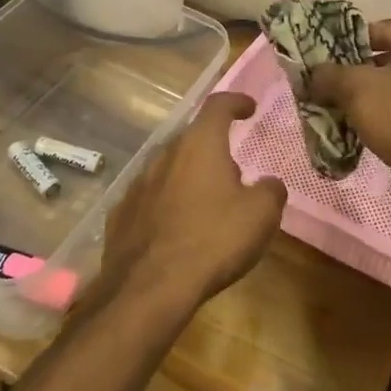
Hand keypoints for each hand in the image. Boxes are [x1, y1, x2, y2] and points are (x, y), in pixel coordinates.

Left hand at [95, 93, 285, 318]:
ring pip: (169, 168)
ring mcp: (137, 185)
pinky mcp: (120, 215)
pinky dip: (167, 204)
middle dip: (214, 148)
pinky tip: (176, 229)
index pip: (218, 105)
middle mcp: (165, 155)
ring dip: (189, 177)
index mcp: (200, 145)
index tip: (249, 107)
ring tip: (207, 203)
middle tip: (234, 170)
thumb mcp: (261, 215)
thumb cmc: (213, 240)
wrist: (148, 289)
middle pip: (192, 138)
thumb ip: (270, 191)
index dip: (236, 101)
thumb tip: (268, 184)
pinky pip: (150, 199)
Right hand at [307, 20, 390, 184]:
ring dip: (370, 96)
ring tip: (338, 105)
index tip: (326, 55)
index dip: (351, 41)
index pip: (384, 29)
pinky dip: (385, 116)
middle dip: (359, 72)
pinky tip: (360, 127)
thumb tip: (313, 75)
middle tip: (328, 82)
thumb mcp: (356, 87)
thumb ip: (331, 74)